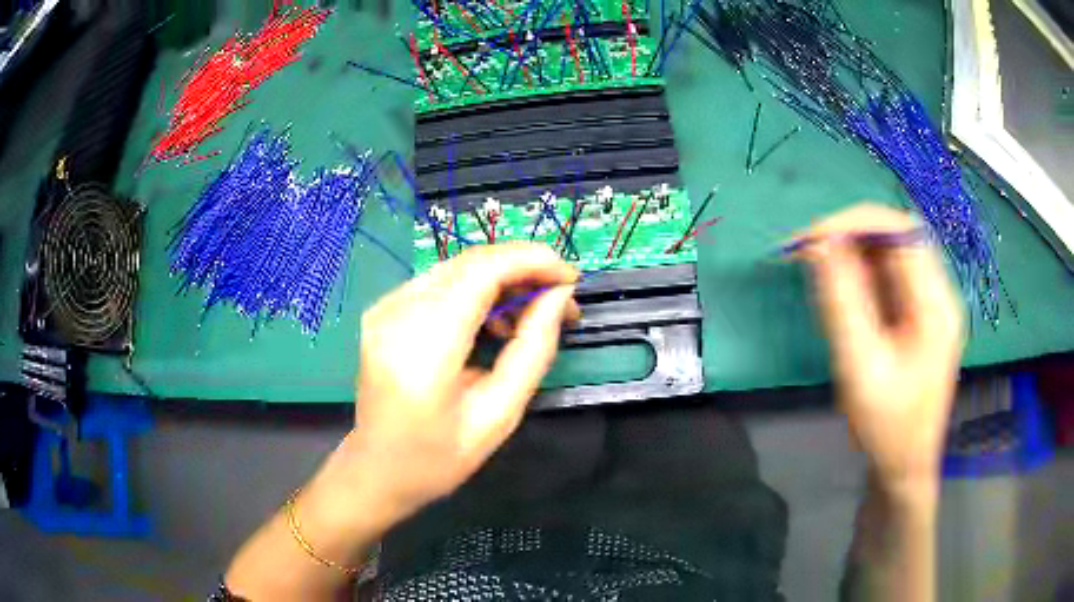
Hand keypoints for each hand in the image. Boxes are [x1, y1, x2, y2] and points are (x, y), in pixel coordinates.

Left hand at [338, 242, 579, 520]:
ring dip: (503, 279)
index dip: (532, 262)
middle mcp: (396, 314)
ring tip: (533, 315)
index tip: (571, 278)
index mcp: (423, 347)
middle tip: (561, 301)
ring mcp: (385, 308)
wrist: (378, 469)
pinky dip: (478, 290)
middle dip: (524, 269)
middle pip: (470, 262)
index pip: (482, 271)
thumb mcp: (499, 415)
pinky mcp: (384, 310)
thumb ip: (532, 350)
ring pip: (458, 267)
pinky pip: (441, 282)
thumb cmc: (439, 456)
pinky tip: (495, 321)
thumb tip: (558, 297)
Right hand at [795, 204, 964, 493]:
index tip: (813, 237)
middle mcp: (939, 295)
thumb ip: (842, 302)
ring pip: (894, 253)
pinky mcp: (920, 315)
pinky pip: (891, 276)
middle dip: (854, 233)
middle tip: (811, 248)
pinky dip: (863, 271)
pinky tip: (841, 284)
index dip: (857, 223)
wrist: (904, 466)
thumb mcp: (860, 367)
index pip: (902, 233)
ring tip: (819, 263)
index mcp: (936, 306)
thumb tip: (820, 245)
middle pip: (900, 236)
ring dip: (856, 249)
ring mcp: (931, 305)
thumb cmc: (886, 426)